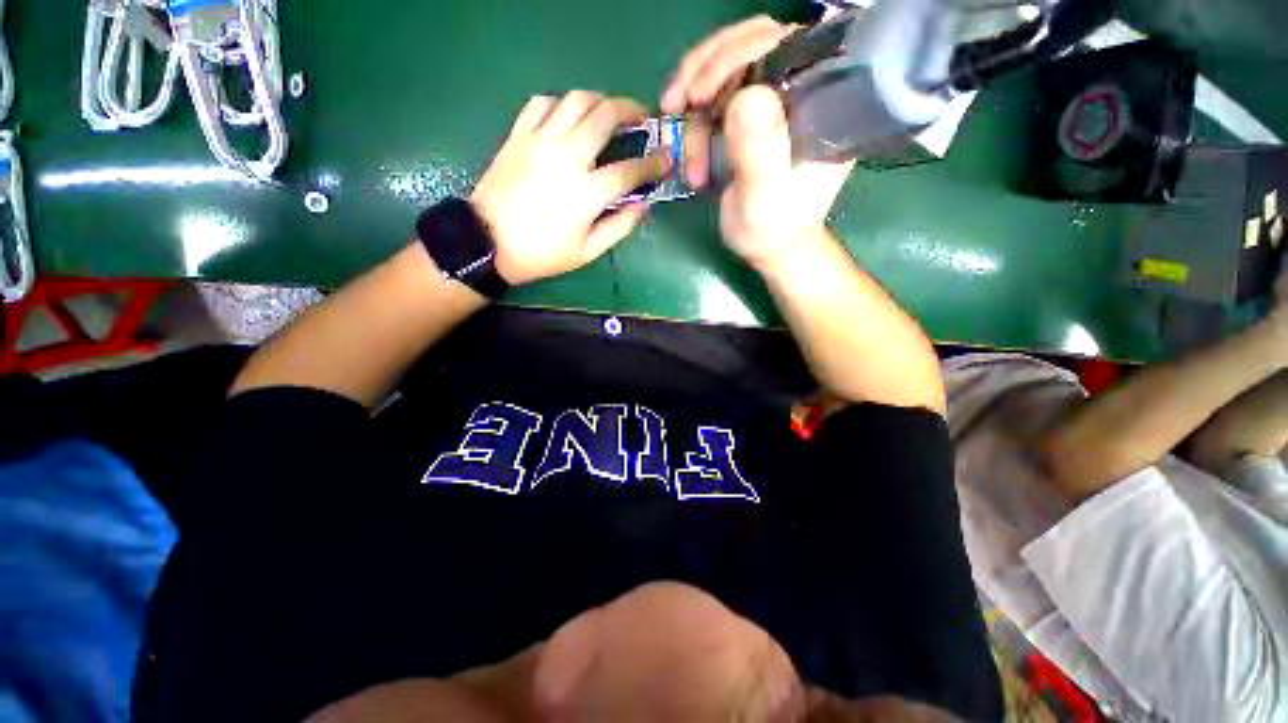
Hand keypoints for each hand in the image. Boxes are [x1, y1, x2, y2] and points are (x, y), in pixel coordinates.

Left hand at [470, 92, 671, 285]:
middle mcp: (568, 156)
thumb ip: (620, 227)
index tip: (667, 159)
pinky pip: (542, 103)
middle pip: (606, 115)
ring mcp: (540, 140)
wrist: (487, 242)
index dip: (654, 163)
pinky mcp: (518, 135)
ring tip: (609, 113)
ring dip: (600, 101)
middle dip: (632, 111)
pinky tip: (568, 117)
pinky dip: (561, 104)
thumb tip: (643, 205)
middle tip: (642, 118)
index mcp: (587, 192)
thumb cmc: (541, 253)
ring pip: (576, 100)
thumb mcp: (587, 252)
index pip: (630, 169)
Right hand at [661, 17, 855, 271]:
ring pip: (731, 64)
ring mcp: (777, 99)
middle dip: (707, 69)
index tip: (698, 94)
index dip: (735, 56)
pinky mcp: (756, 113)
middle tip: (675, 102)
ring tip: (675, 122)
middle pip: (753, 44)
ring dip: (695, 92)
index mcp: (820, 104)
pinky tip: (686, 135)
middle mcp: (803, 90)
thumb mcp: (763, 198)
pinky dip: (696, 109)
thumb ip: (759, 152)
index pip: (783, 47)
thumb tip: (746, 95)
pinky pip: (722, 91)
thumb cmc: (772, 229)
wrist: (772, 246)